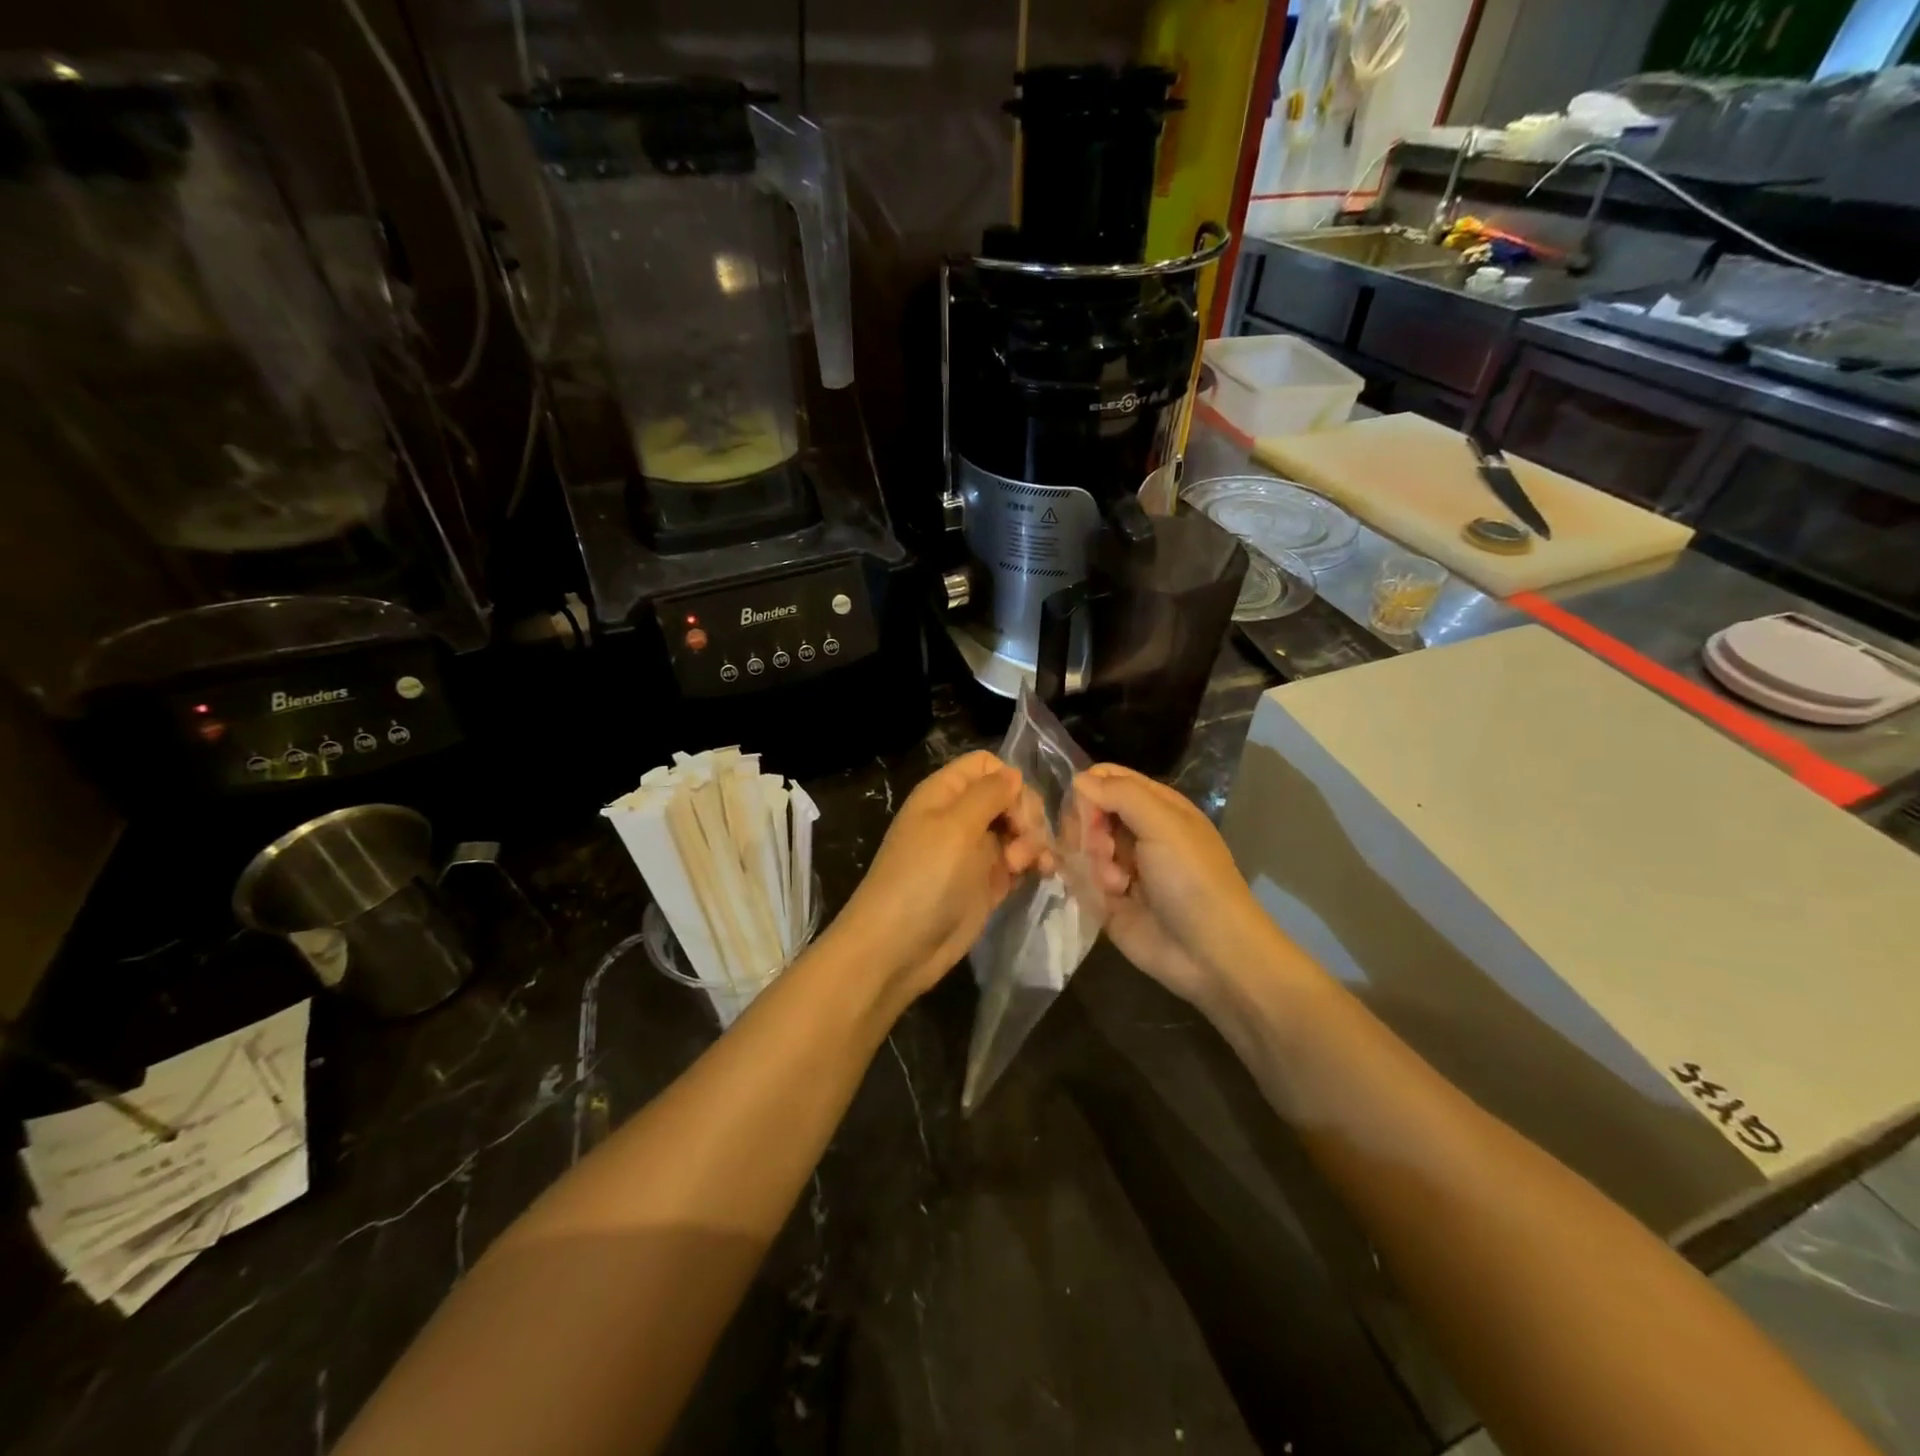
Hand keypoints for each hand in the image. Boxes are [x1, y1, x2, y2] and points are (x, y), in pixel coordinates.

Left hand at [829, 751, 1051, 1011]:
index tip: (1016, 808)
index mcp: (945, 793)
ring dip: (1033, 841)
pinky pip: (1020, 861)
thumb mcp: (955, 826)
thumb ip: (988, 793)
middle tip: (1024, 841)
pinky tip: (1043, 873)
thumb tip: (1014, 775)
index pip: (986, 766)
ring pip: (1018, 829)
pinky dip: (1034, 863)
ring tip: (1029, 866)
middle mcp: (960, 817)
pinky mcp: (988, 883)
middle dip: (1026, 815)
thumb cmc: (924, 877)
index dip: (1008, 780)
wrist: (898, 947)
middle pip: (1008, 797)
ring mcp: (975, 852)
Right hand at [1070, 763, 1276, 1011]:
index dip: (1089, 789)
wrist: (1210, 953)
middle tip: (1103, 850)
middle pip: (1088, 811)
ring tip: (1115, 884)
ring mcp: (1120, 866)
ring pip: (1080, 845)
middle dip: (1087, 829)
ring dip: (1092, 862)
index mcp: (1155, 806)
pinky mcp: (1107, 900)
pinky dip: (1085, 884)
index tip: (1086, 811)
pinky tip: (1107, 897)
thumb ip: (1120, 794)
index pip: (1107, 779)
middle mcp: (1136, 831)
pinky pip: (1079, 879)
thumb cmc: (1192, 879)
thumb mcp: (1163, 825)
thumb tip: (1078, 780)